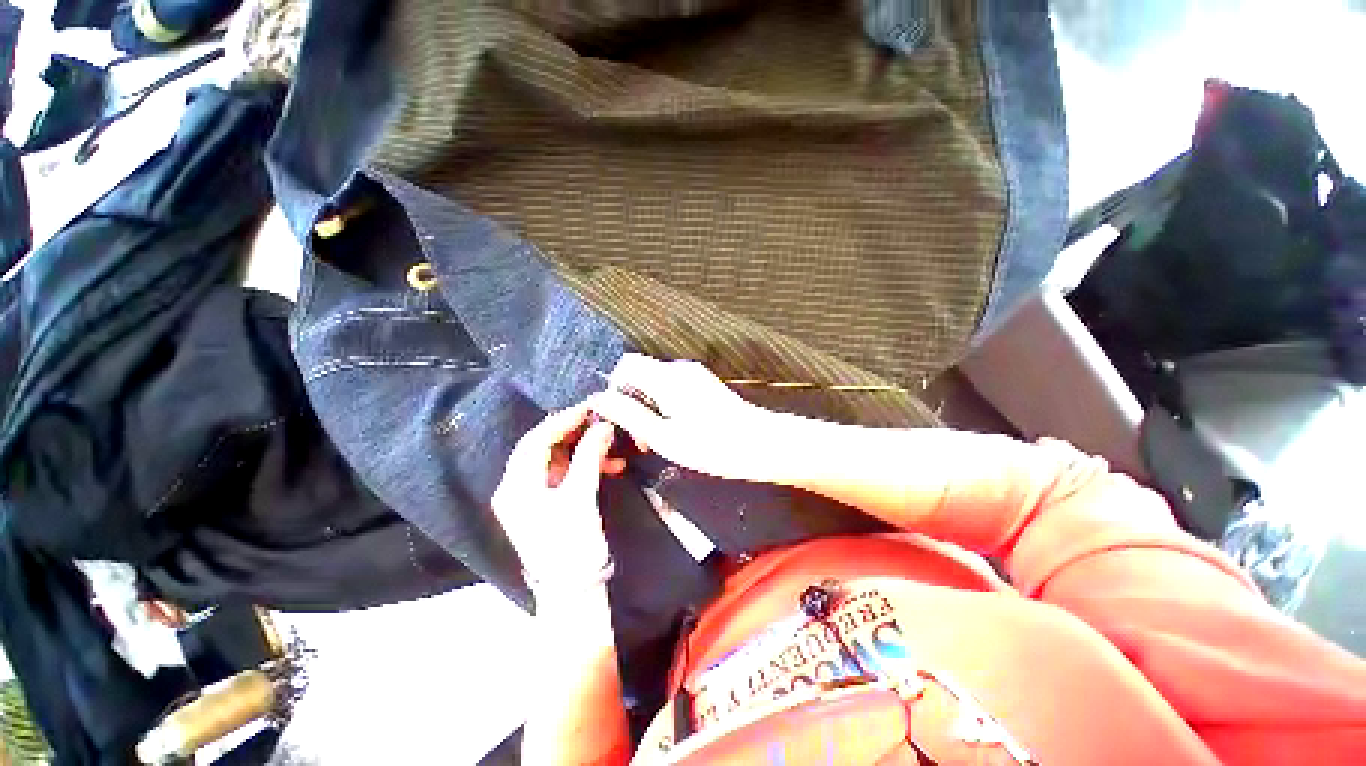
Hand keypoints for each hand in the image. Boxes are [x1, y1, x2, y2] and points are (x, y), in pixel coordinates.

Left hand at [492, 403, 623, 597]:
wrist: (573, 591)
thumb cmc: (572, 544)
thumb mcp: (581, 495)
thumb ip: (590, 455)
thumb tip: (603, 425)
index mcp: (516, 486)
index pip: (537, 439)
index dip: (564, 420)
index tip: (590, 408)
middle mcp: (516, 487)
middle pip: (544, 446)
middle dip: (575, 433)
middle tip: (601, 421)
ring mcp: (530, 496)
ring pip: (556, 459)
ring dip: (584, 450)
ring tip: (611, 446)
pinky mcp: (546, 503)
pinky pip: (564, 473)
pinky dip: (584, 466)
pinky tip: (608, 466)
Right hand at [589, 354, 780, 481]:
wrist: (762, 444)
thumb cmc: (713, 446)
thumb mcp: (664, 437)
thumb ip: (629, 416)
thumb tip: (599, 399)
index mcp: (667, 378)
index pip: (626, 364)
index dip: (614, 389)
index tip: (619, 420)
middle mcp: (680, 369)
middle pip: (640, 374)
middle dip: (632, 402)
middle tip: (641, 438)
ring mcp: (695, 375)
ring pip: (656, 383)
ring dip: (649, 408)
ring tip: (658, 440)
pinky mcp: (704, 385)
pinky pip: (672, 388)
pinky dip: (664, 406)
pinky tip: (675, 431)